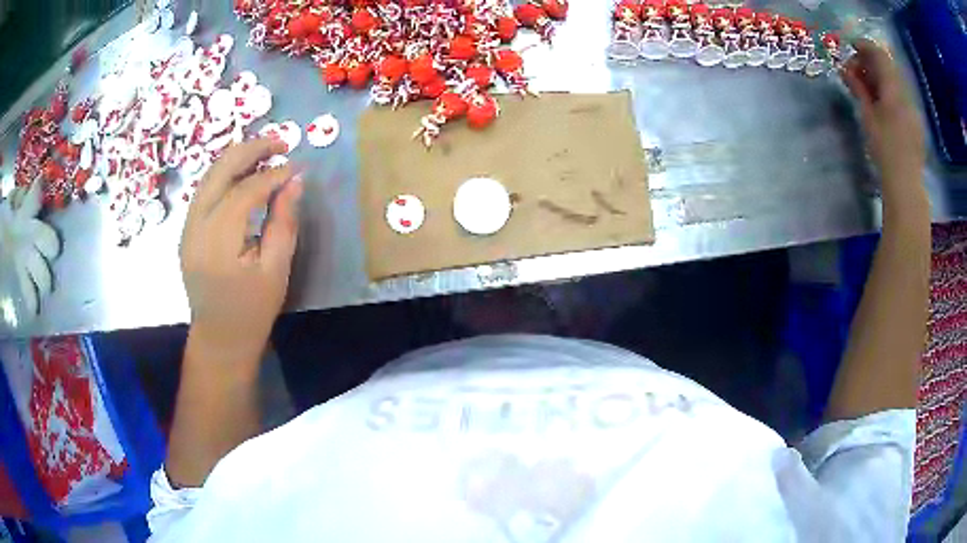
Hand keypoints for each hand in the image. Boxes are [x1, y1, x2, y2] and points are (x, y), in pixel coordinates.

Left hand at [180, 139, 302, 360]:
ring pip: (210, 176)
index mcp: (218, 241)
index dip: (273, 174)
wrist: (219, 338)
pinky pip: (206, 190)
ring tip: (266, 151)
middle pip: (220, 170)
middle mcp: (196, 226)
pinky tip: (245, 173)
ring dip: (238, 158)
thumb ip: (284, 222)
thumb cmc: (252, 310)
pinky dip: (226, 174)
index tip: (296, 168)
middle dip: (251, 149)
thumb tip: (295, 180)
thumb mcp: (276, 270)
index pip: (245, 190)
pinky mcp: (187, 230)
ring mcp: (187, 227)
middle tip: (281, 142)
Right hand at [841, 39, 925, 198]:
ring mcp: (913, 111)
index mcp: (894, 90)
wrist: (906, 186)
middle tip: (857, 72)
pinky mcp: (916, 125)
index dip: (864, 46)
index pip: (879, 54)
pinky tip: (883, 107)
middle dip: (871, 64)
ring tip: (868, 90)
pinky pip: (902, 99)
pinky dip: (890, 94)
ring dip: (881, 80)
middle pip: (888, 68)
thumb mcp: (867, 116)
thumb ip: (858, 88)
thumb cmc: (884, 150)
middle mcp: (906, 95)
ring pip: (895, 84)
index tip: (851, 48)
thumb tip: (845, 69)